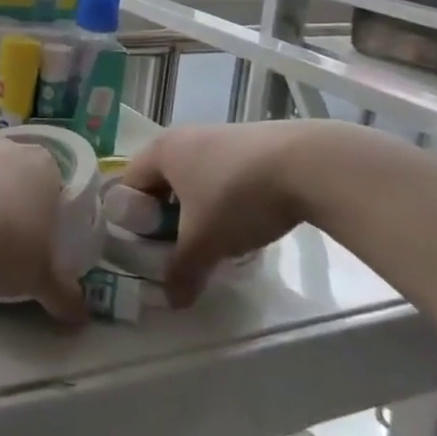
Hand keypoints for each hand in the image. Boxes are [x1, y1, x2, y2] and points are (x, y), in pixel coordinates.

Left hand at [0, 140, 88, 322]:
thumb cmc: (6, 243)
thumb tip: (80, 316)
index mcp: (46, 168)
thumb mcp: (39, 277)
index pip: (54, 186)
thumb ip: (61, 294)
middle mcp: (11, 149)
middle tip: (6, 241)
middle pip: (16, 176)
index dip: (47, 212)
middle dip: (12, 203)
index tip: (38, 240)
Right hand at [122, 122, 322, 307]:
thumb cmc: (237, 198)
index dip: (132, 217)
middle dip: (167, 215)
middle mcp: (184, 136)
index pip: (129, 184)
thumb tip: (172, 300)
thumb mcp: (204, 242)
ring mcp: (220, 135)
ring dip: (198, 207)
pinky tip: (247, 221)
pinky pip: (223, 172)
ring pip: (195, 177)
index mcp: (161, 151)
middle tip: (179, 246)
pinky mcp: (251, 141)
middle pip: (162, 180)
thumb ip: (182, 271)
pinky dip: (226, 197)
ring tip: (216, 238)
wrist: (307, 165)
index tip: (148, 246)